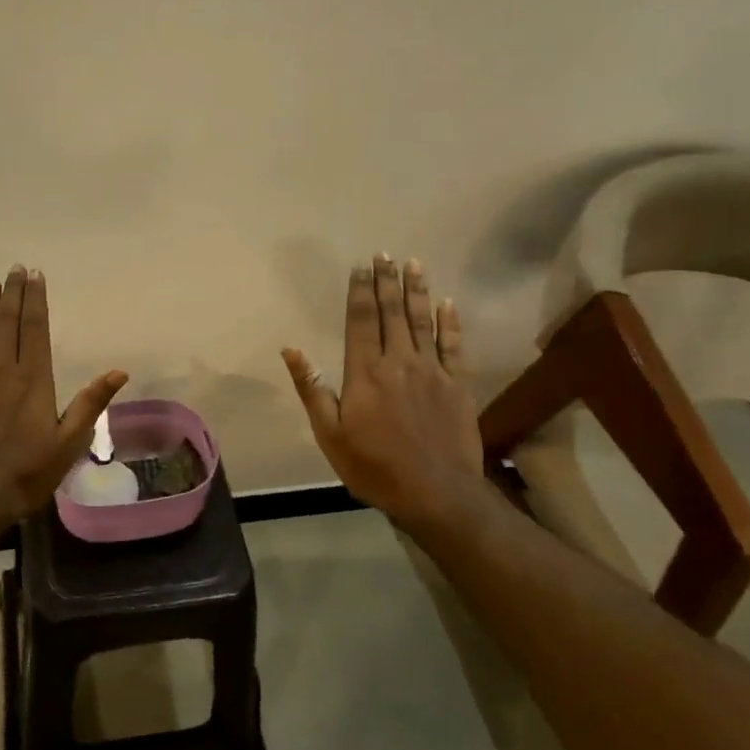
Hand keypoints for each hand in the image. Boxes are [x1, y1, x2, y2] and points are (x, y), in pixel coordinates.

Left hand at [0, 265, 128, 523]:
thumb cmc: (27, 471)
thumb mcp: (69, 442)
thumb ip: (91, 403)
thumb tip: (120, 371)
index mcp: (35, 379)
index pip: (36, 329)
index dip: (36, 300)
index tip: (35, 275)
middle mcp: (4, 370)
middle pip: (9, 323)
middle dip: (13, 293)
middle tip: (14, 268)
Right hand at [281, 254, 483, 524]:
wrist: (436, 494)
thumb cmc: (374, 467)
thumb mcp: (330, 434)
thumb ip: (312, 389)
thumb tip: (291, 349)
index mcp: (365, 372)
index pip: (360, 320)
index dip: (359, 291)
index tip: (359, 267)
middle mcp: (399, 361)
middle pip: (391, 313)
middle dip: (386, 281)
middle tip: (384, 254)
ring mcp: (432, 371)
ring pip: (423, 321)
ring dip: (416, 291)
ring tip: (413, 264)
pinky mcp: (458, 385)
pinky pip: (454, 345)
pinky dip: (450, 322)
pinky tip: (447, 303)